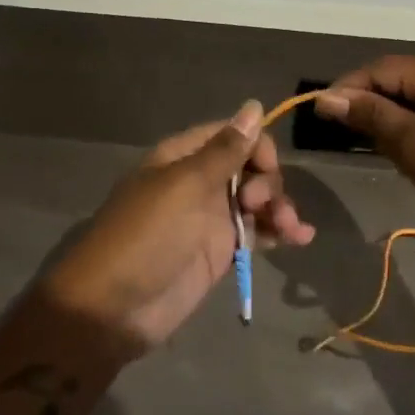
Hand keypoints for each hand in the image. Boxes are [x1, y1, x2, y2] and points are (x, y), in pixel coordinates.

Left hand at [40, 102, 312, 353]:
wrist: (113, 310)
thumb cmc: (146, 237)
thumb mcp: (185, 186)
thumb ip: (225, 150)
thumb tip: (254, 105)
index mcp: (183, 157)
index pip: (231, 134)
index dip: (256, 145)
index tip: (266, 168)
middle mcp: (199, 182)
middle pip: (249, 166)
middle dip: (267, 181)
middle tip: (257, 205)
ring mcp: (211, 218)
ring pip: (257, 200)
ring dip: (279, 207)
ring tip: (291, 230)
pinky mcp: (220, 253)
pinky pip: (257, 233)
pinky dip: (279, 232)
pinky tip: (301, 238)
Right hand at [315, 56, 414, 221]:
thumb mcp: (412, 143)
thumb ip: (369, 115)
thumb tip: (327, 98)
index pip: (380, 68)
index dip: (348, 88)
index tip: (321, 112)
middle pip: (396, 80)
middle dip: (368, 104)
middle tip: (344, 132)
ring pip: (411, 98)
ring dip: (389, 118)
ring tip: (370, 144)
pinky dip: (410, 128)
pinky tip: (402, 150)